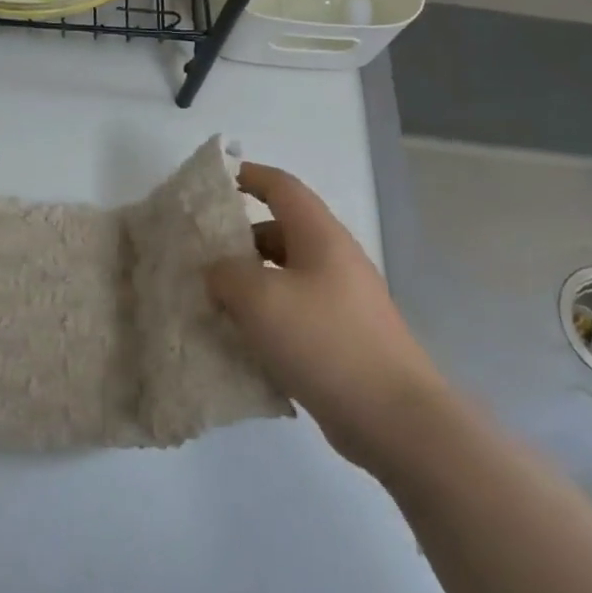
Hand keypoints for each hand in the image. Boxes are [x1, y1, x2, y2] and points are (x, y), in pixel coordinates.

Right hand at [205, 164, 440, 471]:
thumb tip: (217, 271)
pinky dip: (264, 318)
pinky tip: (238, 341)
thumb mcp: (261, 299)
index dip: (249, 176)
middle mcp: (333, 261)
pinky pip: (292, 314)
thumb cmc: (325, 341)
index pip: (283, 188)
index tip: (215, 181)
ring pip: (283, 277)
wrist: (393, 417)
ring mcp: (340, 302)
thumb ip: (227, 275)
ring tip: (210, 302)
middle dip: (238, 241)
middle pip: (279, 234)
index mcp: (320, 237)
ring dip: (247, 284)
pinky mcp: (340, 339)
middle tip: (198, 258)